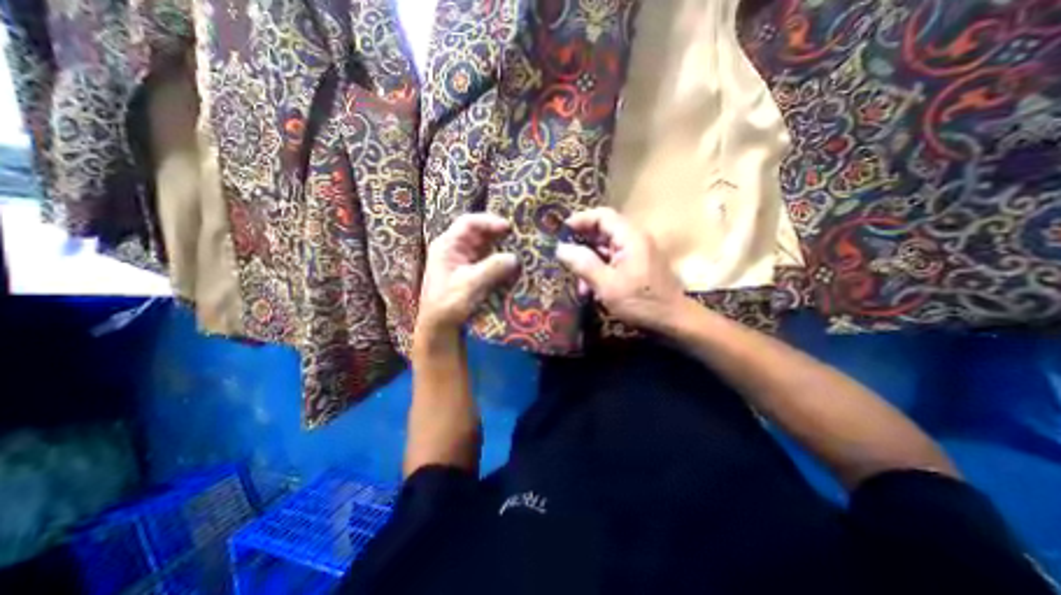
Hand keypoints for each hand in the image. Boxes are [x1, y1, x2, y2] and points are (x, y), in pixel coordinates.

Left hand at [416, 211, 519, 334]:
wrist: (439, 328)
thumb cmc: (447, 304)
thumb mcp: (469, 285)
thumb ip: (491, 269)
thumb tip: (515, 258)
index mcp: (448, 246)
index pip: (468, 223)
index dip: (489, 221)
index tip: (508, 228)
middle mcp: (456, 250)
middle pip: (479, 233)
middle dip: (499, 234)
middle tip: (520, 237)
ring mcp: (464, 262)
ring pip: (486, 247)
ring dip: (502, 247)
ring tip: (520, 249)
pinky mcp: (473, 274)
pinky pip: (489, 261)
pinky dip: (501, 261)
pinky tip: (513, 265)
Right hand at [558, 206, 682, 329]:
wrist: (673, 322)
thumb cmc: (640, 302)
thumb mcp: (607, 285)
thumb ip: (583, 263)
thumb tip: (560, 248)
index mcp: (631, 238)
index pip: (603, 216)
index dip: (580, 220)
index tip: (561, 232)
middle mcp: (635, 240)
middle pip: (603, 232)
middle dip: (582, 246)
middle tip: (565, 260)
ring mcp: (638, 253)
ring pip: (606, 249)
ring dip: (590, 263)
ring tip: (579, 285)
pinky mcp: (638, 266)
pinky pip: (613, 261)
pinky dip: (600, 271)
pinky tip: (592, 290)